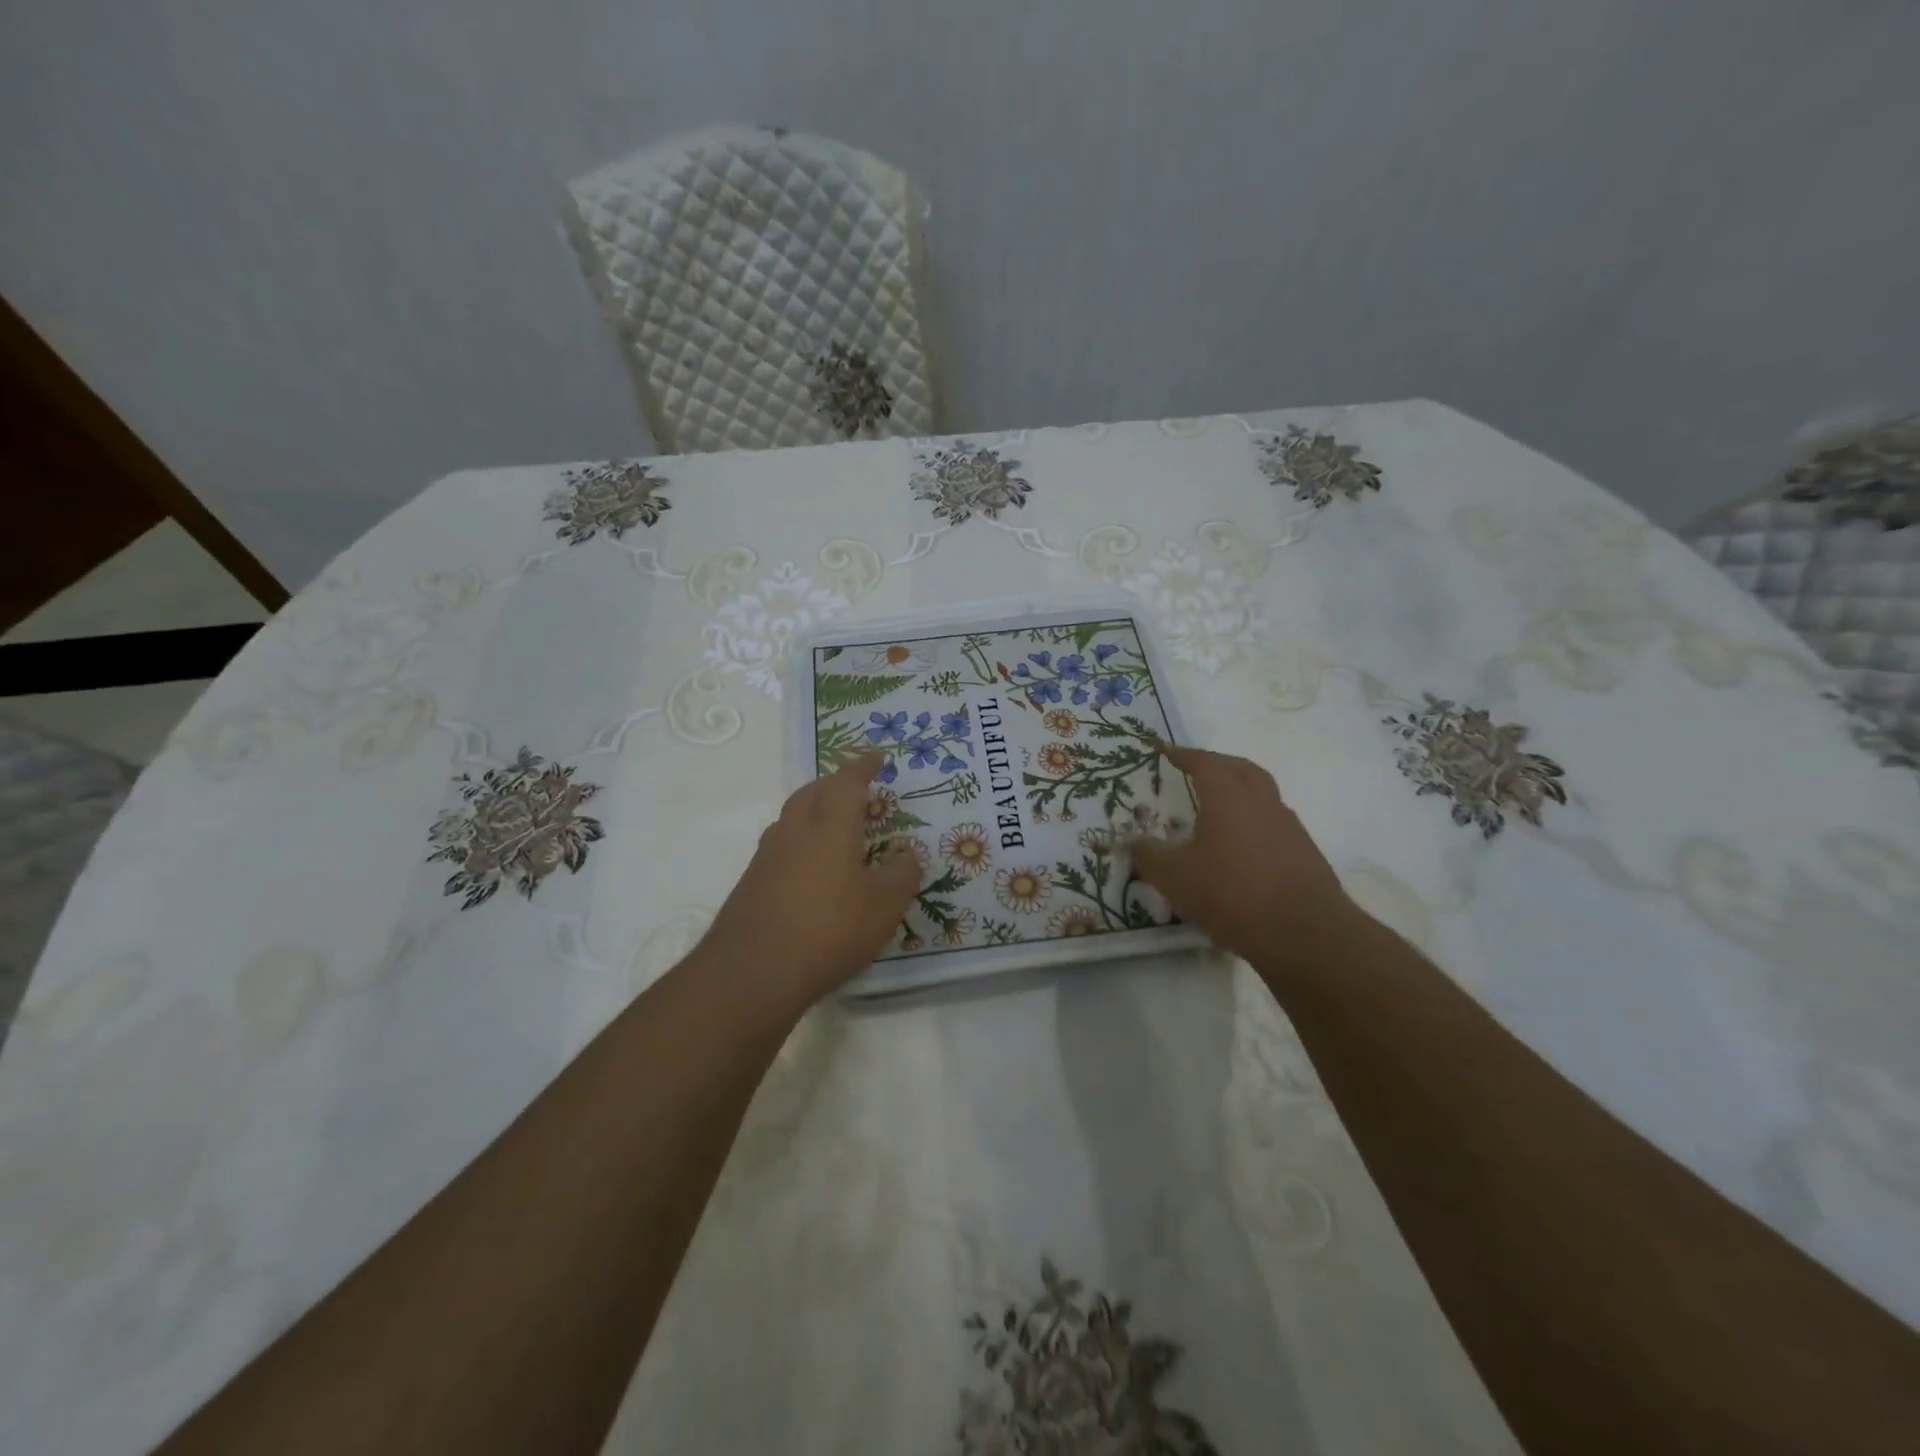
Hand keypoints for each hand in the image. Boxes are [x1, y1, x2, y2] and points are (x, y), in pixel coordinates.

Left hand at [703, 753, 920, 1007]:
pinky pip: (780, 846)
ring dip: (813, 810)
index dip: (864, 766)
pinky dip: (799, 842)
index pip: (848, 781)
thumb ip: (902, 874)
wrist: (752, 971)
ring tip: (832, 825)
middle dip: (834, 784)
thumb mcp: (884, 906)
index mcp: (830, 825)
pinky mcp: (751, 882)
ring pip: (791, 817)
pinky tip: (809, 869)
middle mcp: (795, 830)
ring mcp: (767, 856)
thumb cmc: (829, 929)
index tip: (877, 756)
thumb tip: (908, 855)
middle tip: (855, 789)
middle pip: (812, 792)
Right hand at [1131, 745, 1360, 965]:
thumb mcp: (1174, 878)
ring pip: (1263, 794)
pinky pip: (1274, 822)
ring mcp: (1288, 826)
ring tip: (1221, 808)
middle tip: (1198, 769)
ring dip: (1241, 791)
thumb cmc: (1230, 893)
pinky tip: (1243, 846)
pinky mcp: (1304, 852)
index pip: (1205, 763)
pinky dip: (1255, 822)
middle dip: (1218, 764)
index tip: (1167, 751)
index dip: (1184, 755)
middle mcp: (1261, 802)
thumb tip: (1130, 841)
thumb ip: (1148, 856)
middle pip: (1241, 769)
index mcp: (1228, 797)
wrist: (1303, 931)